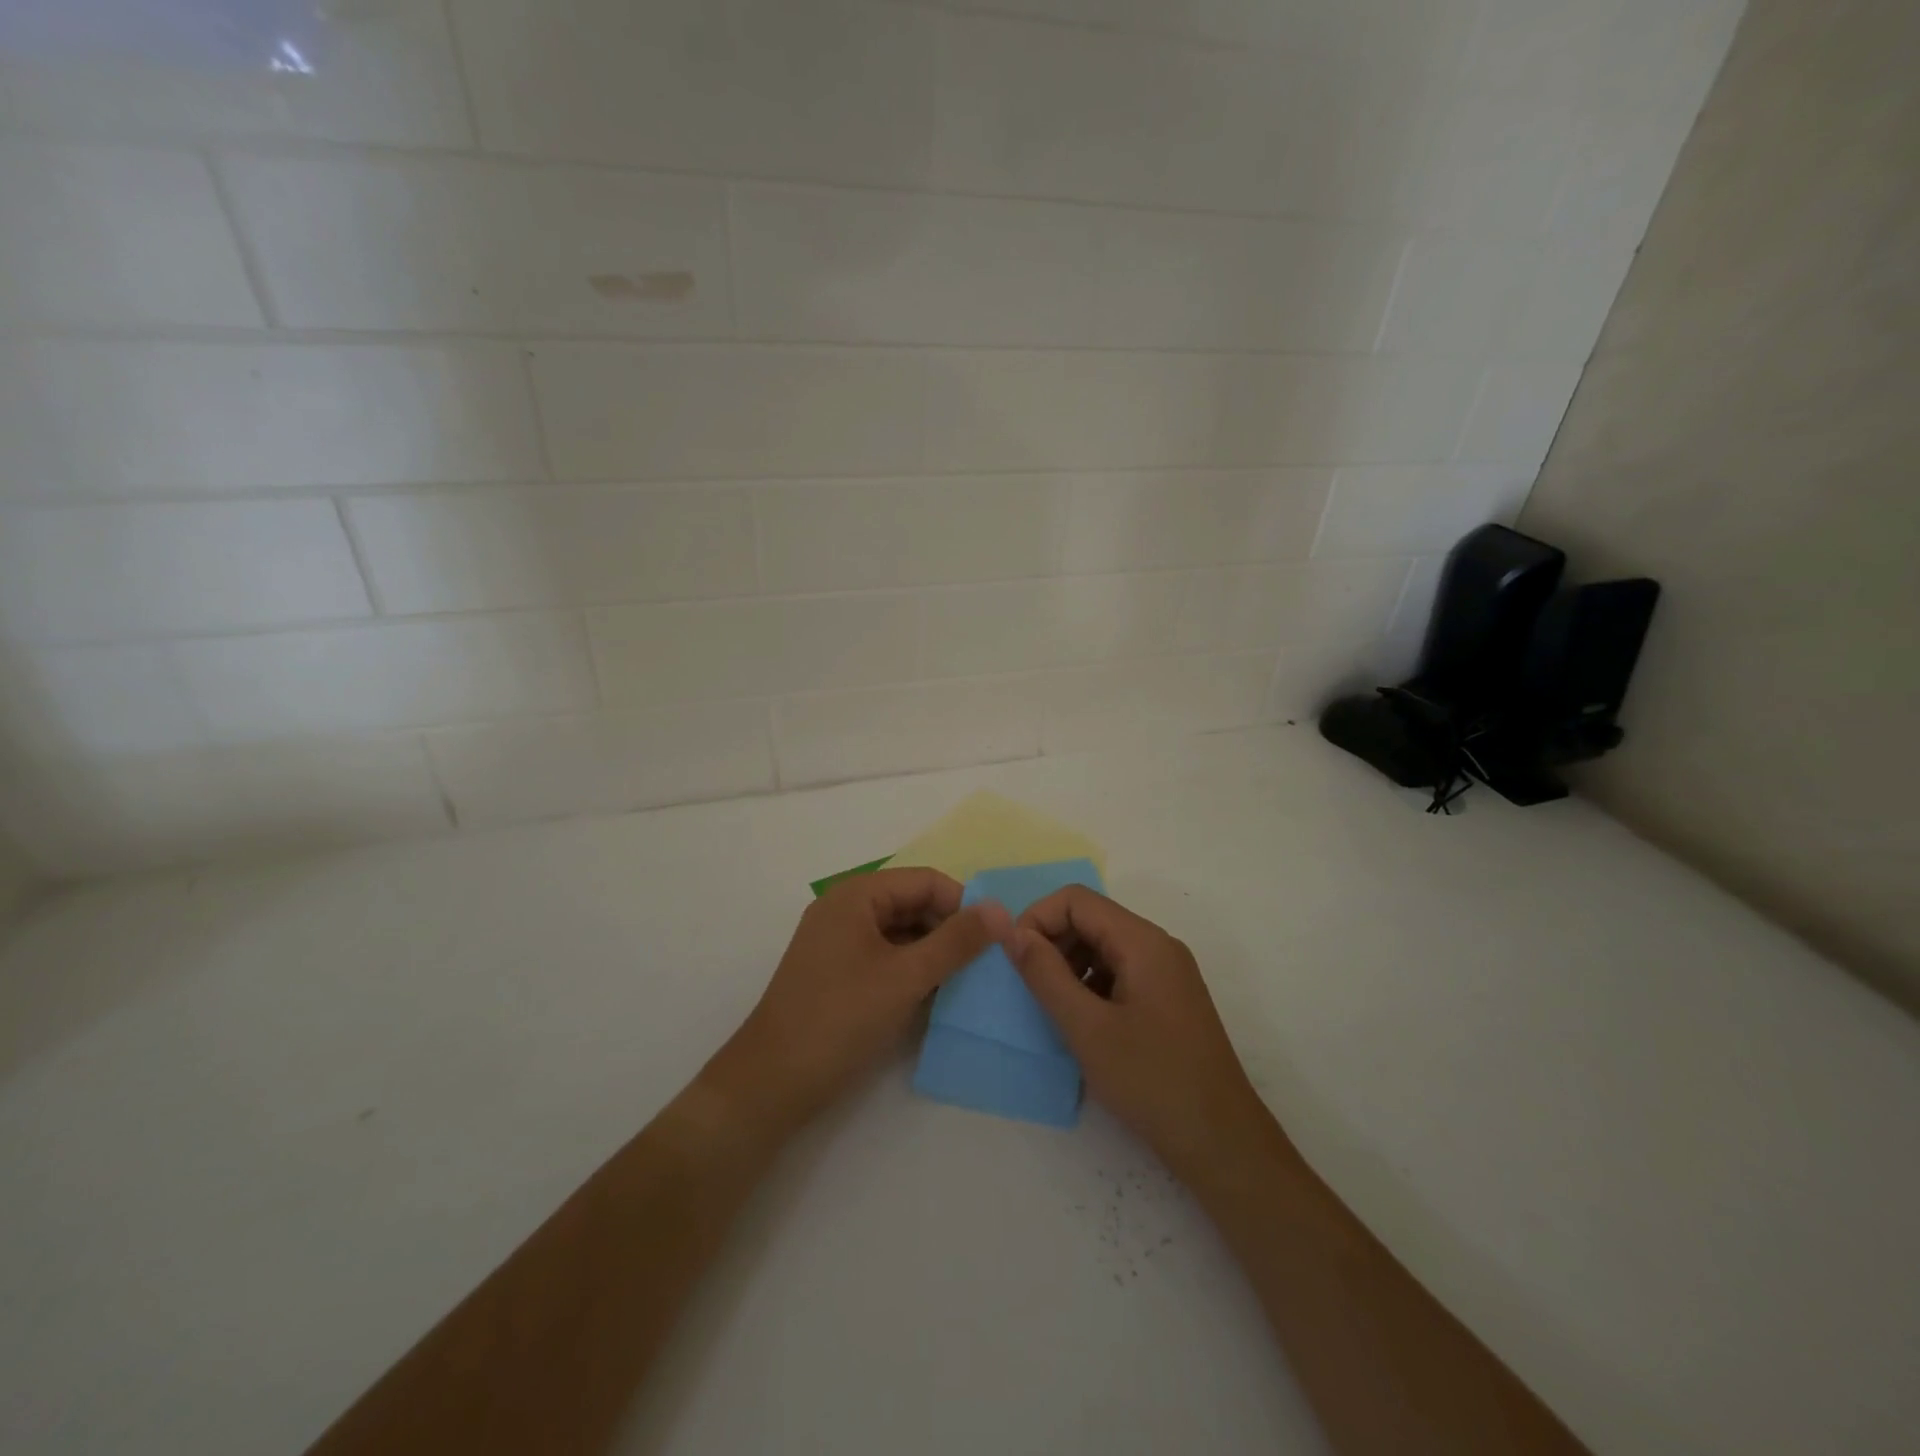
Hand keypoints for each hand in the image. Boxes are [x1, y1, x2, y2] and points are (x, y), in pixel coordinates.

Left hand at [703, 869, 1009, 1141]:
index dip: (963, 904)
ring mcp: (837, 941)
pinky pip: (883, 955)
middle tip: (985, 964)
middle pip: (912, 903)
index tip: (995, 939)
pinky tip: (933, 995)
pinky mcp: (835, 972)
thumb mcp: (906, 977)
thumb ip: (956, 941)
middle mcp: (844, 909)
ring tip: (966, 981)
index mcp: (857, 895)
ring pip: (900, 932)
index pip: (925, 881)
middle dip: (949, 928)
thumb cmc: (840, 1018)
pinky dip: (910, 969)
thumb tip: (1000, 909)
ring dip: (933, 951)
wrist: (771, 1082)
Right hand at [1008, 887, 1275, 1182]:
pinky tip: (1082, 1024)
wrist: (1222, 1143)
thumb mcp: (1087, 1028)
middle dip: (1052, 943)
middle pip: (1091, 919)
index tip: (1014, 959)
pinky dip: (1091, 986)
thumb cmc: (1152, 1081)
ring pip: (1103, 947)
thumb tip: (1010, 931)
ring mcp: (1167, 973)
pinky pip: (1119, 972)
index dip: (1037, 919)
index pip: (1076, 899)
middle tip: (1029, 988)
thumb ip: (1044, 974)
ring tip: (1054, 1009)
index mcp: (1143, 941)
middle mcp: (1157, 946)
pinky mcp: (1168, 999)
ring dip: (1069, 966)